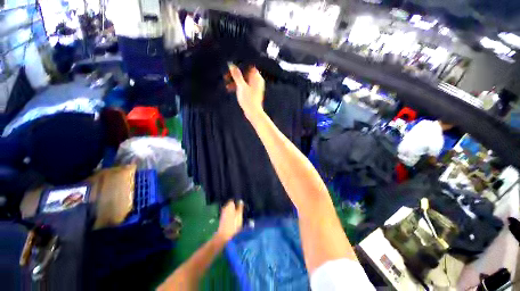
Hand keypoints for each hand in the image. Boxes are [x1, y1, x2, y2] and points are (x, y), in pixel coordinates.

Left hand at [216, 200, 243, 242]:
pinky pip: (228, 213)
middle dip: (236, 206)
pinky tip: (235, 218)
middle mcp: (225, 207)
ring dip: (234, 210)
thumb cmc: (233, 224)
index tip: (242, 204)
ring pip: (230, 209)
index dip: (238, 201)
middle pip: (231, 204)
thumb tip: (240, 200)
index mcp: (229, 205)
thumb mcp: (239, 215)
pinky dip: (231, 215)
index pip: (233, 200)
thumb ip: (240, 207)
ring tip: (240, 213)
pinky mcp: (222, 219)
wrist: (224, 236)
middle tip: (242, 209)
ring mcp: (223, 213)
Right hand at [228, 64, 264, 117]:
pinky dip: (238, 87)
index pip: (248, 66)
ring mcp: (254, 87)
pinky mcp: (251, 93)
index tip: (231, 68)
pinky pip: (244, 86)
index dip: (239, 66)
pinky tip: (230, 89)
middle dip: (235, 75)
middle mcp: (257, 81)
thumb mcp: (241, 86)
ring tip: (226, 84)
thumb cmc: (249, 99)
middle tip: (226, 76)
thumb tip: (231, 64)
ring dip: (235, 81)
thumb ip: (236, 75)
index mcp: (257, 77)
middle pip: (245, 73)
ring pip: (243, 80)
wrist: (253, 112)